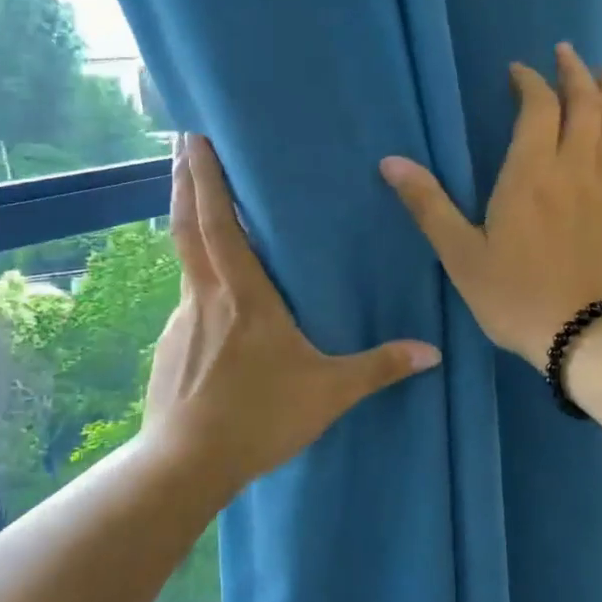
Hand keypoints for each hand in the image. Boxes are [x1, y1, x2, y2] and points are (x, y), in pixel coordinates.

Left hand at [142, 135, 442, 495]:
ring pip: (186, 261)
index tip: (193, 135)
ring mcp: (181, 320)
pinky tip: (214, 306)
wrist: (185, 465)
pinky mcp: (169, 347)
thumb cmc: (258, 418)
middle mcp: (206, 296)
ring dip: (189, 226)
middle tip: (179, 142)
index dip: (205, 177)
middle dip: (182, 179)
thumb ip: (379, 368)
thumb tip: (432, 352)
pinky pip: (189, 301)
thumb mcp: (328, 393)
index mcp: (243, 295)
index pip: (218, 222)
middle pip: (187, 225)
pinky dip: (198, 282)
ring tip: (202, 210)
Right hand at [381, 43, 601, 370]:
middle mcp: (574, 170)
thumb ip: (428, 205)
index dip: (530, 83)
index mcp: (532, 174)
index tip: (517, 71)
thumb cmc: (514, 295)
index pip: (539, 109)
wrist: (582, 336)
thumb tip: (390, 162)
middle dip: (575, 74)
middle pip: (585, 106)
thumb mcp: (459, 254)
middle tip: (566, 52)